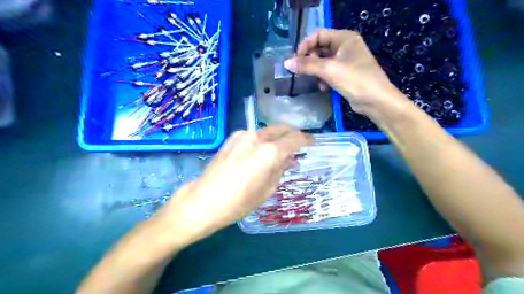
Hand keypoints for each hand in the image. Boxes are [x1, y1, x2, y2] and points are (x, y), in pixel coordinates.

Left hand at [155, 126, 310, 243]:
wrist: (204, 200)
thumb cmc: (239, 201)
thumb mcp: (267, 189)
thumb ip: (281, 169)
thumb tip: (290, 159)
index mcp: (269, 152)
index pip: (295, 139)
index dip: (306, 139)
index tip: (312, 143)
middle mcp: (257, 137)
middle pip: (282, 129)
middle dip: (293, 135)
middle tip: (298, 146)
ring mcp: (242, 135)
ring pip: (268, 131)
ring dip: (277, 138)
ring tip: (280, 152)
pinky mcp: (232, 138)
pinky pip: (255, 135)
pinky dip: (264, 140)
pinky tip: (262, 152)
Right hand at [285, 28, 406, 120]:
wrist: (375, 100)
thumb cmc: (354, 79)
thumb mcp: (329, 70)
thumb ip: (307, 65)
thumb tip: (287, 63)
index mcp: (344, 38)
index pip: (318, 34)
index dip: (305, 45)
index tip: (295, 59)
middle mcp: (345, 46)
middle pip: (319, 48)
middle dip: (310, 61)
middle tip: (302, 72)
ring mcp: (346, 60)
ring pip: (322, 62)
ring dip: (316, 72)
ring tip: (317, 82)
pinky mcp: (345, 74)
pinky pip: (328, 72)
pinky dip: (323, 78)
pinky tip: (324, 87)